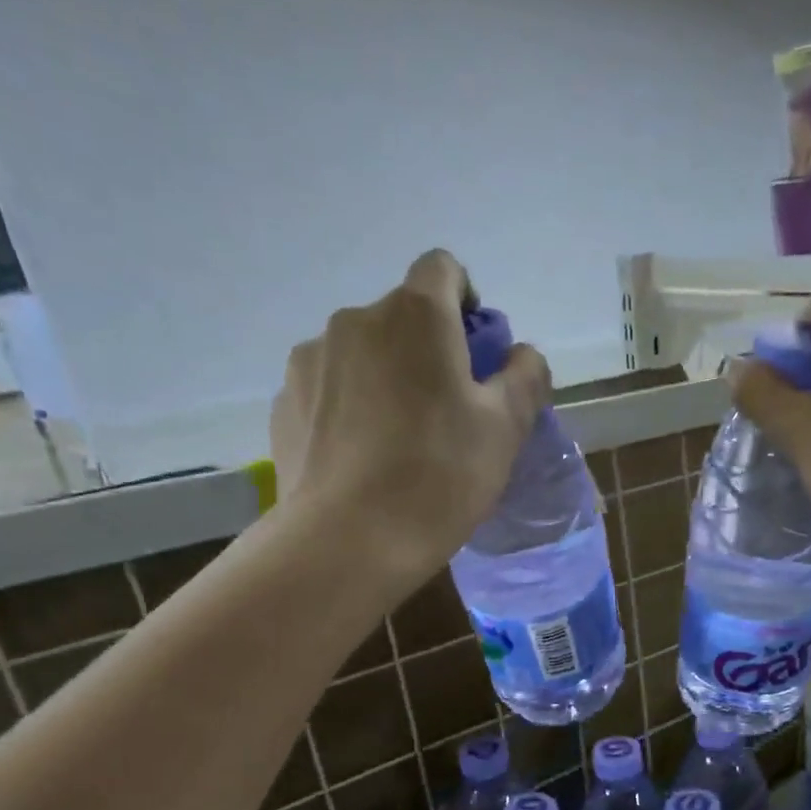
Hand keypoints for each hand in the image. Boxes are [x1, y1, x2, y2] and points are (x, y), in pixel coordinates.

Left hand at [270, 249, 550, 578]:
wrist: (348, 540)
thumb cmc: (440, 477)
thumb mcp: (506, 429)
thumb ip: (525, 377)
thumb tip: (522, 355)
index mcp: (415, 315)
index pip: (443, 268)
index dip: (466, 301)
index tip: (475, 353)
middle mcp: (356, 320)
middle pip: (402, 317)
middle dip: (427, 351)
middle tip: (446, 413)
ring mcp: (311, 360)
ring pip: (363, 355)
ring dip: (385, 379)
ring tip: (398, 443)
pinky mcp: (285, 402)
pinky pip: (330, 390)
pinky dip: (350, 409)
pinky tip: (362, 460)